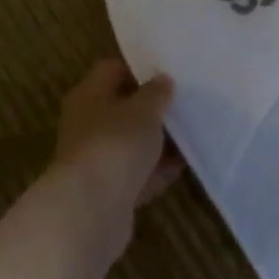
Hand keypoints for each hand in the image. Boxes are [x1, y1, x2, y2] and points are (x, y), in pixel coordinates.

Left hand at [48, 60, 180, 253]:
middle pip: (123, 108)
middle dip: (152, 108)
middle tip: (185, 103)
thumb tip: (162, 79)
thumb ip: (156, 92)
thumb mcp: (144, 109)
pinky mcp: (108, 190)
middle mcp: (87, 123)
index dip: (139, 68)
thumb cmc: (116, 144)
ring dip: (157, 142)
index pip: (112, 69)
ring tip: (191, 134)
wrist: (91, 210)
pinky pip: (137, 173)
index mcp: (89, 95)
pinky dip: (156, 170)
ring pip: (131, 143)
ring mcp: (96, 158)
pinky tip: (184, 166)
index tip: (168, 71)